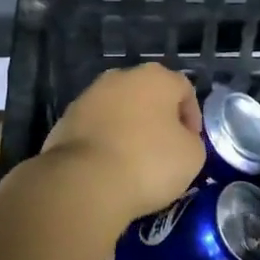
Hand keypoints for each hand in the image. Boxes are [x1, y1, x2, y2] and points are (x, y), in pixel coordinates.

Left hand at [39, 65, 206, 224]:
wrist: (85, 182)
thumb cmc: (148, 162)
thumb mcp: (192, 156)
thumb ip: (191, 140)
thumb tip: (179, 139)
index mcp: (155, 77)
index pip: (184, 89)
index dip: (192, 116)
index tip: (191, 144)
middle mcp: (120, 76)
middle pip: (148, 94)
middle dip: (157, 118)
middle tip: (164, 150)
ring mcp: (89, 96)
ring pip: (118, 109)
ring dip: (128, 128)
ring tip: (133, 161)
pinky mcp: (66, 119)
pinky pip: (95, 127)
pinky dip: (104, 141)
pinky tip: (107, 167)